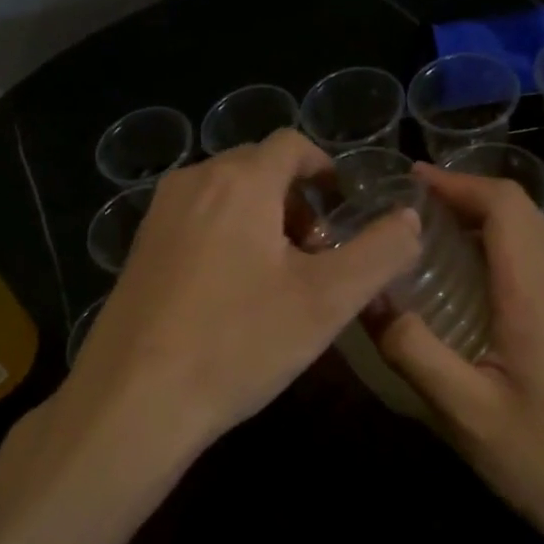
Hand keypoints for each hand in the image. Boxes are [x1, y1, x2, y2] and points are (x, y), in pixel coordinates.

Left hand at [60, 128, 420, 470]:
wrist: (134, 399)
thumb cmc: (238, 342)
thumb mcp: (327, 301)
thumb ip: (379, 252)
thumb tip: (409, 217)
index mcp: (239, 180)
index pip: (291, 144)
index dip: (325, 168)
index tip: (343, 207)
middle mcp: (193, 182)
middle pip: (257, 168)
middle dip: (295, 199)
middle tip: (317, 253)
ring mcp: (158, 215)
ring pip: (224, 196)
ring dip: (261, 220)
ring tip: (278, 277)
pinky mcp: (139, 249)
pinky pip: (195, 222)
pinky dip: (225, 237)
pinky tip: (231, 294)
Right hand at [377, 164, 543, 543]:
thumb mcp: (467, 414)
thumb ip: (413, 350)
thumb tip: (367, 299)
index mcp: (542, 294)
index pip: (504, 205)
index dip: (456, 183)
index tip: (410, 182)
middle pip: (523, 212)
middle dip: (466, 199)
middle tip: (411, 215)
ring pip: (541, 235)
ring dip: (489, 225)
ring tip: (438, 243)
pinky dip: (512, 252)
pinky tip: (484, 287)